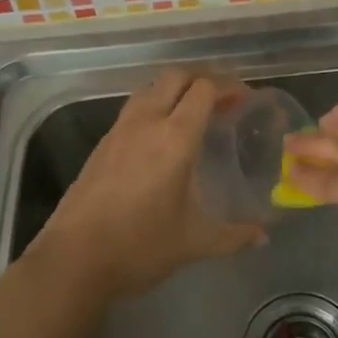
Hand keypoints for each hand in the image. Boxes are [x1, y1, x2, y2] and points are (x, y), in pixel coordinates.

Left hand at [33, 70, 263, 300]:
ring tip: (193, 113)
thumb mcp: (194, 242)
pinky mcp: (102, 144)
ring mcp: (119, 130)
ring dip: (175, 89)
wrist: (73, 260)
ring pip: (150, 88)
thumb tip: (263, 238)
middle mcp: (146, 122)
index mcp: (175, 138)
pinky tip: (161, 136)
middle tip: (222, 99)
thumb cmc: (140, 247)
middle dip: (202, 79)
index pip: (204, 89)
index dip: (227, 86)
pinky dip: (154, 106)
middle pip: (176, 77)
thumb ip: (233, 236)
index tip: (244, 98)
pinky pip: (134, 108)